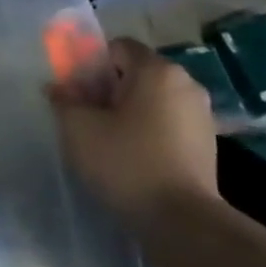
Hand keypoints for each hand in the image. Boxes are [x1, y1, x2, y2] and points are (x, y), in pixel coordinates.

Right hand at [47, 37, 218, 225]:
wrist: (180, 219)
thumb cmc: (125, 162)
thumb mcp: (78, 128)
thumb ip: (64, 99)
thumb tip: (59, 87)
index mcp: (157, 71)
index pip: (117, 47)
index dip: (90, 64)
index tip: (75, 91)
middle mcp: (186, 84)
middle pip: (136, 73)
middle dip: (107, 89)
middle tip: (85, 116)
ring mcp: (201, 114)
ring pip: (152, 99)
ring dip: (127, 111)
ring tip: (106, 140)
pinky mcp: (206, 143)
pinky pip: (167, 122)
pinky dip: (147, 130)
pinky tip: (131, 156)